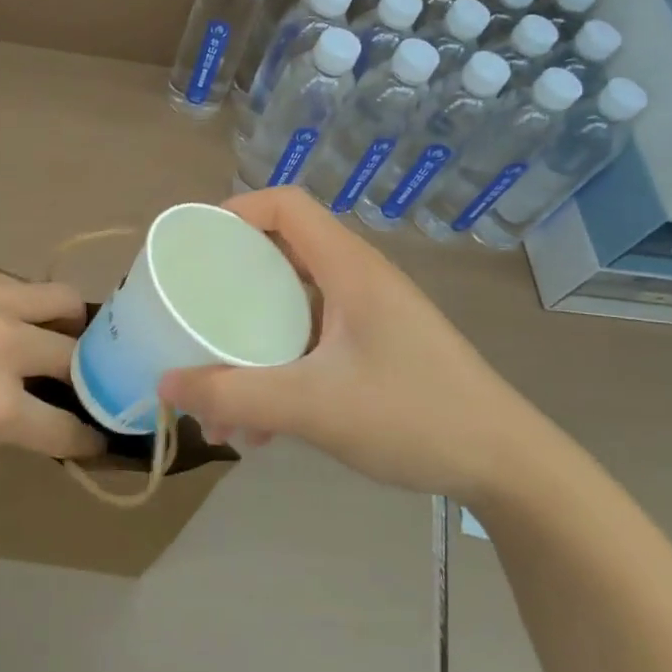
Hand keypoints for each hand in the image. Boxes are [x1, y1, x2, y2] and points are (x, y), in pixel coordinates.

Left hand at [0, 259, 104, 459]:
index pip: (65, 429)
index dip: (85, 440)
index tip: (94, 439)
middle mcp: (9, 348)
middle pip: (79, 361)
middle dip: (85, 377)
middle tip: (72, 382)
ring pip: (64, 302)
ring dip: (68, 323)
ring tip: (51, 331)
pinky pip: (18, 284)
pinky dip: (21, 303)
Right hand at [158, 188, 550, 498]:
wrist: (505, 465)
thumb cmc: (413, 415)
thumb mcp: (313, 406)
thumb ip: (235, 395)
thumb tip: (165, 386)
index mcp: (348, 268)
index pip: (286, 206)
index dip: (236, 211)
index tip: (195, 247)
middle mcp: (358, 280)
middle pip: (281, 255)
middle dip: (231, 286)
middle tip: (194, 315)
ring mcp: (369, 316)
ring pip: (294, 307)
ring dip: (253, 342)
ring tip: (221, 399)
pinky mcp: (376, 349)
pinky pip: (312, 341)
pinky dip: (280, 369)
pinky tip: (264, 426)